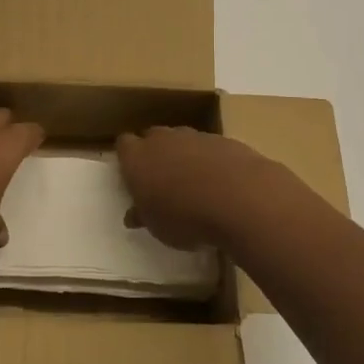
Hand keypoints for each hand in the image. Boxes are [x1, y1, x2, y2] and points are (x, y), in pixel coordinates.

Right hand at [115, 126, 314, 250]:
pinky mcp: (224, 140)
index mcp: (138, 157)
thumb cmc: (186, 217)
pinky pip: (210, 147)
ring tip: (194, 183)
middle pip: (153, 136)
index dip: (128, 158)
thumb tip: (133, 214)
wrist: (240, 199)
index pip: (124, 145)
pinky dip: (211, 160)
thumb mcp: (158, 227)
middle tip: (162, 180)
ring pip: (182, 139)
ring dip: (184, 155)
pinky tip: (221, 183)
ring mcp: (195, 136)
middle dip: (155, 153)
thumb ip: (144, 215)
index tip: (133, 176)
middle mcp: (163, 139)